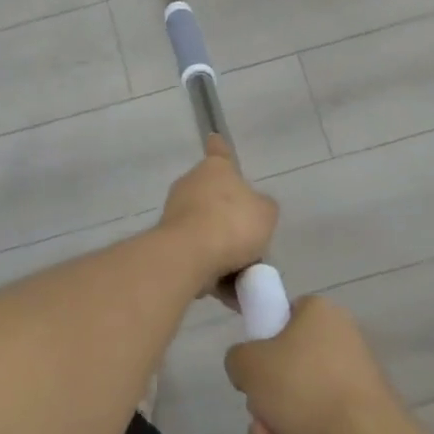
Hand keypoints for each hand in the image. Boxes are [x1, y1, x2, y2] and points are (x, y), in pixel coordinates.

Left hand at [158, 135, 278, 292]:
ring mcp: (176, 214)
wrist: (189, 255)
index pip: (220, 153)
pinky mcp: (168, 243)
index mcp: (214, 170)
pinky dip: (213, 274)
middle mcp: (191, 186)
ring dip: (226, 255)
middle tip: (254, 247)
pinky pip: (199, 257)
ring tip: (245, 279)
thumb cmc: (232, 223)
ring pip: (209, 234)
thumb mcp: (266, 213)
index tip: (214, 138)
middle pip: (218, 202)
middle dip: (234, 225)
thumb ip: (263, 209)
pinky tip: (230, 295)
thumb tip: (253, 213)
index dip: (221, 148)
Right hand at [225, 295, 399, 433]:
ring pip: (298, 404)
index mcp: (319, 313)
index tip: (253, 372)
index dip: (261, 344)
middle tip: (259, 422)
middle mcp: (341, 341)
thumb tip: (249, 372)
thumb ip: (237, 358)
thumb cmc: (303, 387)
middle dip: (263, 405)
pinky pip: (318, 427)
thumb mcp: (248, 364)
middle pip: (285, 369)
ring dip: (273, 431)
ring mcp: (354, 382)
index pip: (283, 317)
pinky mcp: (363, 420)